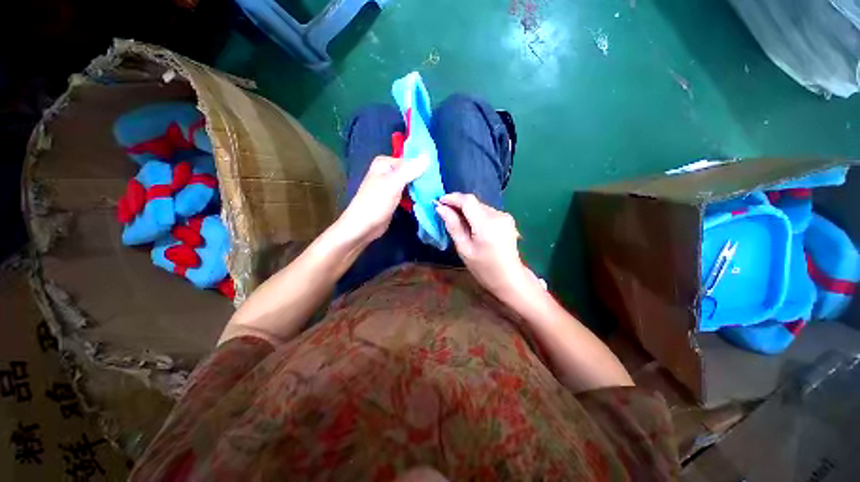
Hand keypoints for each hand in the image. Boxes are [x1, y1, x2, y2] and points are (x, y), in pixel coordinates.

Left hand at [338, 155, 428, 243]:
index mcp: (385, 163)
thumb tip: (427, 156)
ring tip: (434, 194)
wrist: (362, 227)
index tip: (437, 178)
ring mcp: (390, 186)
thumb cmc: (376, 203)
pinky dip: (414, 197)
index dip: (423, 169)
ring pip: (410, 184)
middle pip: (411, 172)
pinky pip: (407, 194)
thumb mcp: (394, 184)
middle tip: (436, 187)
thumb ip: (410, 170)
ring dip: (420, 189)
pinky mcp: (393, 198)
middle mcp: (387, 172)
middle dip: (422, 179)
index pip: (411, 161)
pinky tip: (425, 200)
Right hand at [435, 193, 540, 300]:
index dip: (452, 198)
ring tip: (457, 222)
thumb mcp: (464, 249)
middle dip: (458, 205)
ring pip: (480, 206)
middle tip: (444, 213)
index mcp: (486, 225)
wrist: (509, 278)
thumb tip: (440, 208)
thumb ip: (453, 226)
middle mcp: (498, 215)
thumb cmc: (484, 269)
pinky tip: (471, 226)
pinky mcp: (507, 218)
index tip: (439, 202)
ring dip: (467, 210)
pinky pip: (486, 211)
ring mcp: (505, 216)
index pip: (468, 201)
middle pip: (474, 202)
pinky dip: (476, 215)